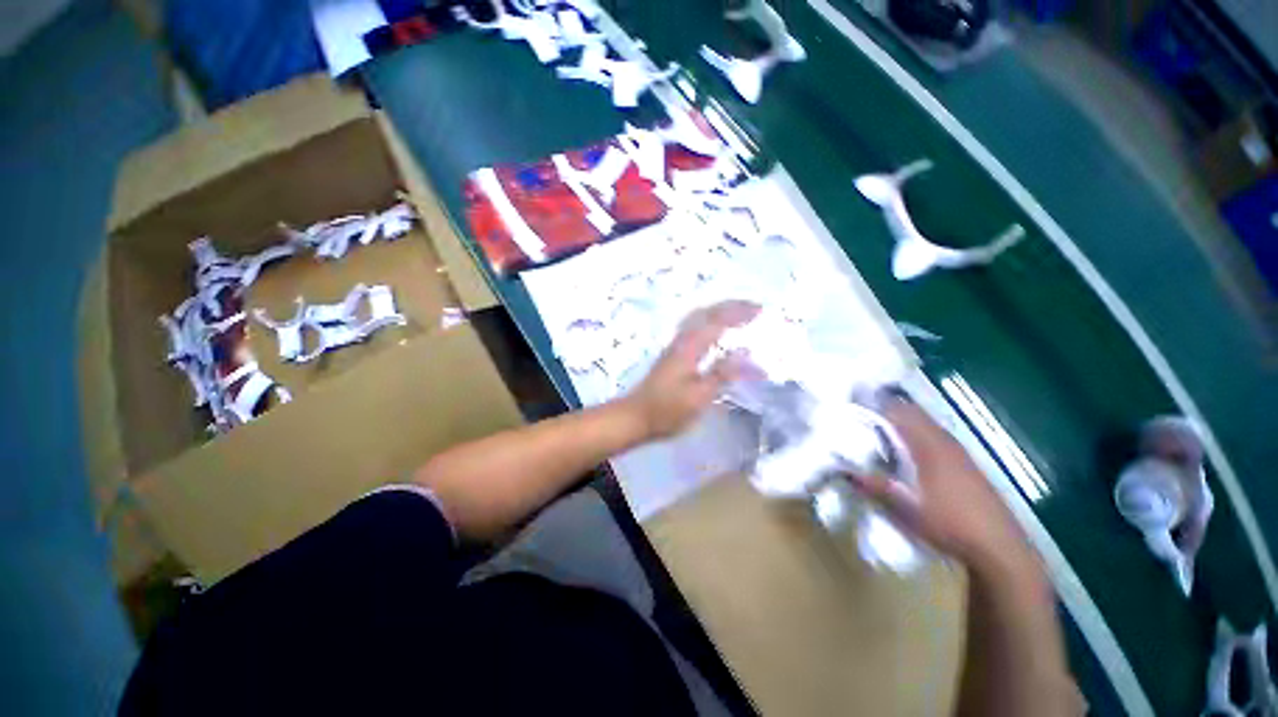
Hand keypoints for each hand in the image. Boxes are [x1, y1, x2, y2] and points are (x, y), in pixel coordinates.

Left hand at [620, 301, 760, 440]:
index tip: (761, 310)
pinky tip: (714, 331)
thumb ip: (721, 373)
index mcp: (689, 347)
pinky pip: (694, 328)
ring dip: (719, 312)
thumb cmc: (668, 409)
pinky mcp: (672, 355)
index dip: (739, 312)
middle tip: (753, 308)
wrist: (635, 416)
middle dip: (730, 307)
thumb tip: (745, 353)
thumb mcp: (699, 396)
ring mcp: (675, 346)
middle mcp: (681, 341)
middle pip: (706, 313)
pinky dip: (709, 323)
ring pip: (698, 319)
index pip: (717, 321)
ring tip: (739, 314)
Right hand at [848, 395, 1039, 576]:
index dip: (878, 403)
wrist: (998, 547)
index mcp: (929, 446)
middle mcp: (945, 442)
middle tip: (863, 412)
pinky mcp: (967, 465)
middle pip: (915, 413)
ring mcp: (960, 453)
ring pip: (927, 425)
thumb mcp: (905, 508)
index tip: (855, 400)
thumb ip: (874, 486)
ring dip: (905, 421)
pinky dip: (919, 434)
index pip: (900, 412)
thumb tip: (843, 471)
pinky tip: (911, 450)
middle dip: (889, 409)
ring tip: (880, 427)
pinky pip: (937, 437)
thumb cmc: (949, 524)